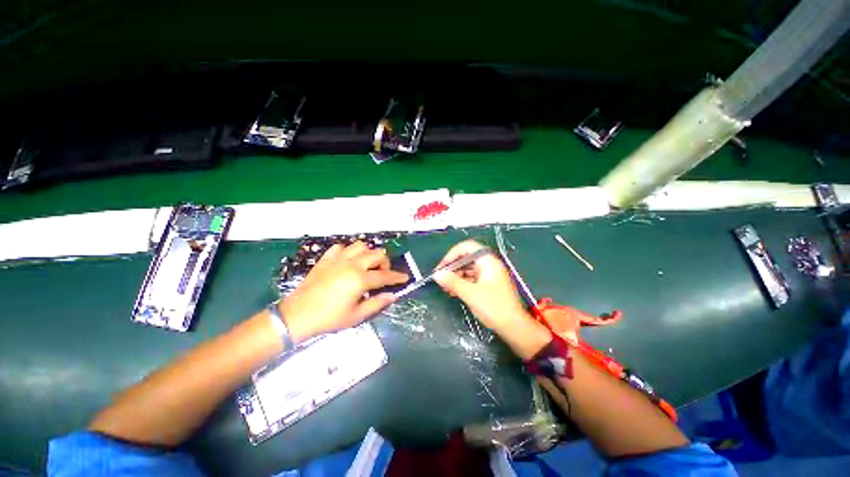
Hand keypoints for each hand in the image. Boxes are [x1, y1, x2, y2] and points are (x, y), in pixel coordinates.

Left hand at [280, 242, 408, 341]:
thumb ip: (377, 303)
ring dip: (368, 254)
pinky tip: (347, 261)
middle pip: (377, 254)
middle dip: (385, 263)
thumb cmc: (329, 318)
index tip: (405, 277)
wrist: (297, 315)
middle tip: (382, 274)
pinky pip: (341, 247)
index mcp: (360, 279)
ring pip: (361, 246)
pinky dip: (348, 251)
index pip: (385, 275)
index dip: (397, 277)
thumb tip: (393, 295)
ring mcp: (338, 259)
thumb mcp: (357, 316)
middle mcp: (352, 264)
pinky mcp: (326, 259)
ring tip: (366, 265)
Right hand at [433, 240, 534, 333]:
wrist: (514, 328)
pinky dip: (462, 283)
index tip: (441, 268)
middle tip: (441, 279)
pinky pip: (472, 279)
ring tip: (445, 288)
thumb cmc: (494, 307)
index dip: (452, 255)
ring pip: (468, 269)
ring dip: (456, 276)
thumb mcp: (470, 293)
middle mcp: (489, 264)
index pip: (467, 247)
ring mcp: (489, 275)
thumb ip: (452, 282)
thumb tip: (437, 274)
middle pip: (466, 258)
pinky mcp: (489, 285)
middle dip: (452, 267)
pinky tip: (453, 292)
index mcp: (488, 261)